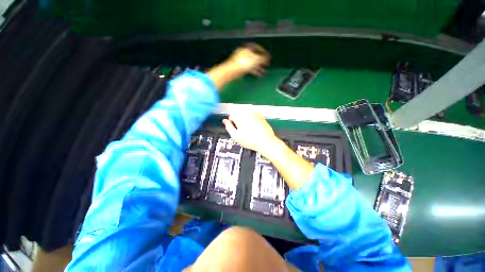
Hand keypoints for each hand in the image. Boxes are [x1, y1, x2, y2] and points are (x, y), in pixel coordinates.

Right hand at [222, 112, 277, 154]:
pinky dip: (251, 119)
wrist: (266, 141)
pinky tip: (254, 127)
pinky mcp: (261, 116)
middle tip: (241, 130)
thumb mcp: (235, 136)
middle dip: (238, 119)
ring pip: (246, 114)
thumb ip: (228, 127)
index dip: (232, 123)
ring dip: (244, 119)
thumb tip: (224, 121)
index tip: (235, 129)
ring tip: (248, 129)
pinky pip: (253, 115)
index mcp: (239, 116)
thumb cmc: (249, 140)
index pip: (231, 115)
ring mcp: (255, 113)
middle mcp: (247, 112)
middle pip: (238, 113)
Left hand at [226, 43, 269, 76]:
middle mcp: (244, 53)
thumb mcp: (256, 59)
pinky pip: (249, 69)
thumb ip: (263, 58)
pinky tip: (257, 74)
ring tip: (263, 72)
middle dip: (261, 61)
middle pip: (255, 56)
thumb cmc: (244, 63)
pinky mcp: (240, 68)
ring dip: (258, 67)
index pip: (257, 47)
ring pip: (252, 63)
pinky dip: (254, 71)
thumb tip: (268, 57)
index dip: (263, 52)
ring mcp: (241, 61)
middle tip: (267, 65)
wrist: (232, 71)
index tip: (268, 57)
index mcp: (247, 48)